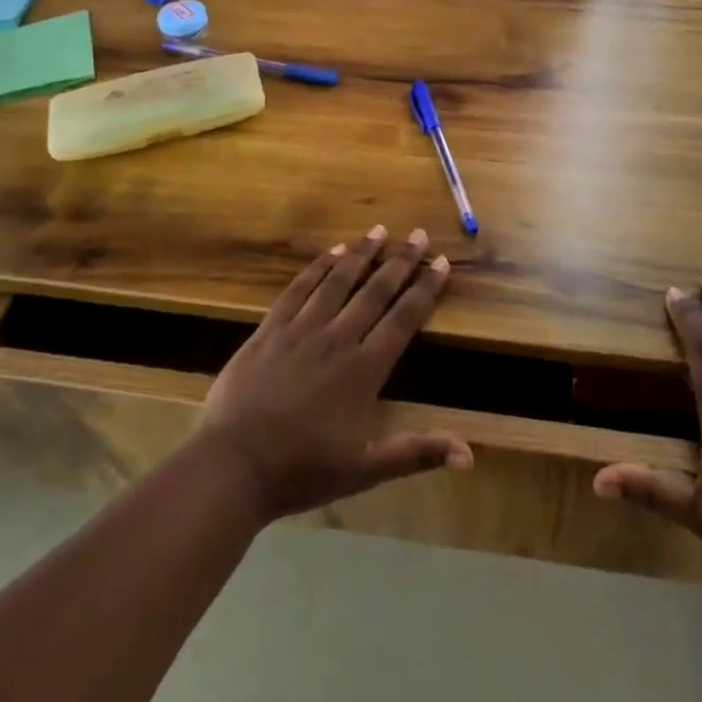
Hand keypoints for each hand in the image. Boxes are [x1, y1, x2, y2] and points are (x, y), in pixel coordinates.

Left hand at [195, 226, 471, 523]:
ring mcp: (301, 330)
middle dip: (400, 261)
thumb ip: (416, 453)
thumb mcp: (365, 470)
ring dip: (362, 254)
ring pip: (338, 281)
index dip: (425, 289)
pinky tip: (331, 252)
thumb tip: (470, 455)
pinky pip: (299, 289)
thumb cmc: (302, 469)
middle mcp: (337, 339)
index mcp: (364, 369)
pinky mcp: (270, 329)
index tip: (440, 262)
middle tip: (418, 234)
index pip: (403, 319)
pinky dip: (318, 268)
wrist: (231, 467)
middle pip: (375, 291)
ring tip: (379, 231)